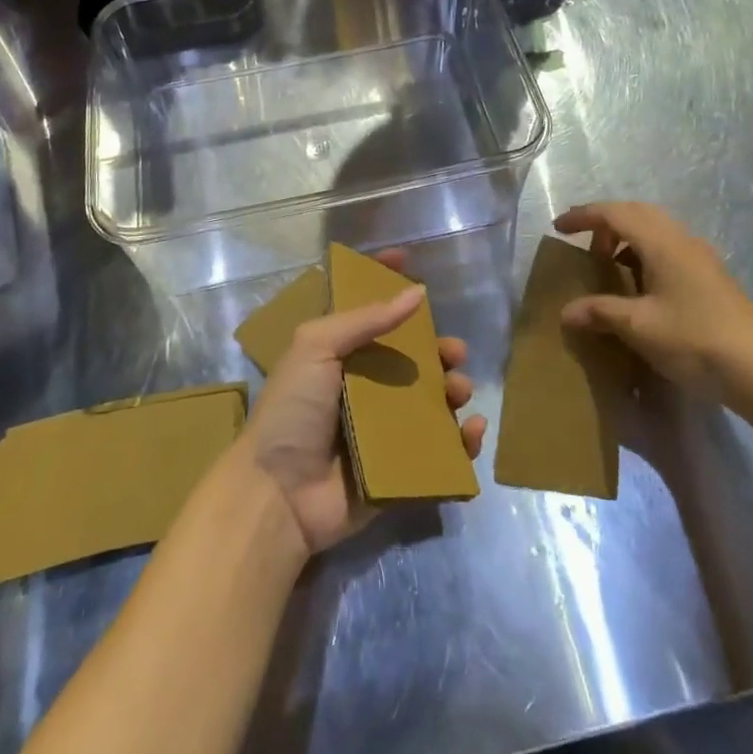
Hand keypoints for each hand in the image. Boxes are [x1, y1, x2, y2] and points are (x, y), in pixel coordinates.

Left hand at [239, 264, 485, 555]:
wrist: (279, 494)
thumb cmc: (293, 410)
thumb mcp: (317, 347)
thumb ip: (366, 319)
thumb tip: (416, 291)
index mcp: (339, 355)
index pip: (368, 310)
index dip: (386, 283)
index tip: (410, 259)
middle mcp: (363, 387)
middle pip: (410, 359)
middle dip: (437, 349)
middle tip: (452, 351)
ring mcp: (383, 430)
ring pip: (430, 401)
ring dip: (452, 391)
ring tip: (457, 390)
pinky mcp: (399, 471)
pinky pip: (439, 452)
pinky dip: (462, 441)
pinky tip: (472, 430)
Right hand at [555, 202, 752, 402]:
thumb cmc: (695, 339)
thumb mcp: (639, 327)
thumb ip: (600, 312)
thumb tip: (566, 311)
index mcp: (661, 242)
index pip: (614, 213)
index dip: (583, 216)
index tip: (558, 228)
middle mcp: (682, 240)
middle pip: (637, 213)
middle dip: (606, 223)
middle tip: (583, 244)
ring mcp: (701, 258)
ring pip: (656, 230)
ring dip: (627, 238)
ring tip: (609, 266)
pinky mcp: (712, 279)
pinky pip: (669, 249)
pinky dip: (645, 254)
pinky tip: (641, 287)